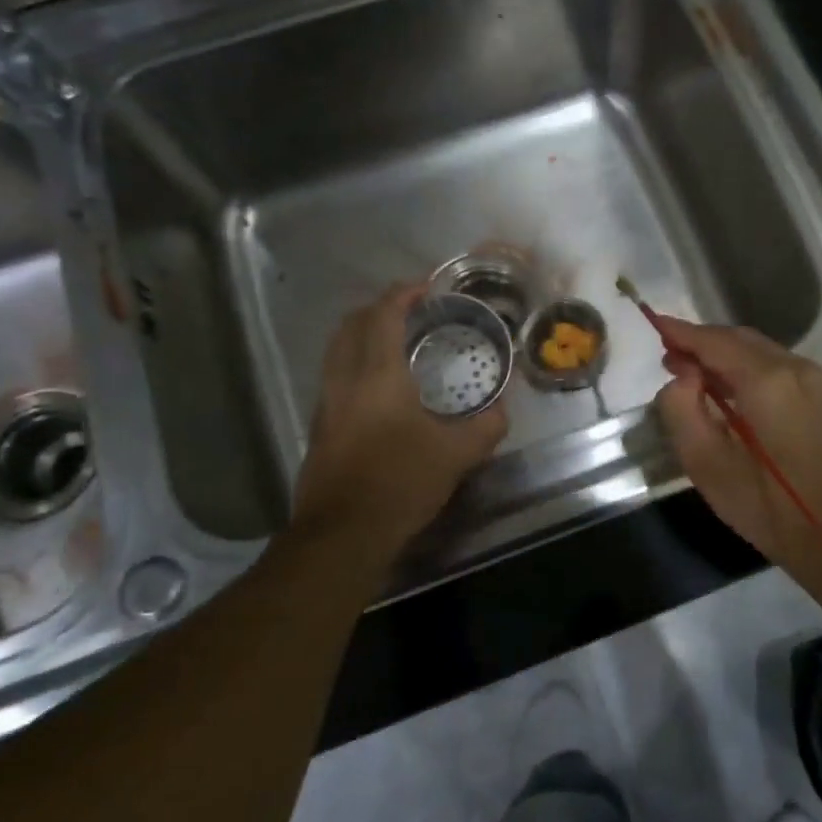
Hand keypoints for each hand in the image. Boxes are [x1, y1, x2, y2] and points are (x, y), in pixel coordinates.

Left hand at [290, 283, 507, 559]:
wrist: (343, 533)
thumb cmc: (400, 483)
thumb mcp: (457, 455)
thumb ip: (485, 427)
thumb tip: (502, 410)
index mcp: (377, 375)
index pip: (383, 315)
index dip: (404, 294)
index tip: (427, 289)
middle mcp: (345, 380)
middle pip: (351, 325)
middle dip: (379, 309)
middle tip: (411, 313)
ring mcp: (326, 404)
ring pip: (338, 351)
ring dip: (363, 336)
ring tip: (396, 346)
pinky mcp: (320, 429)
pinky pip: (335, 378)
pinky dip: (356, 366)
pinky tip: (381, 391)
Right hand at [652, 316, 821, 574]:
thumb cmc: (761, 503)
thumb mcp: (704, 461)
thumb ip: (681, 408)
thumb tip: (682, 375)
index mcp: (767, 381)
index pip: (715, 342)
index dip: (682, 333)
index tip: (653, 323)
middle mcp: (793, 367)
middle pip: (737, 338)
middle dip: (700, 343)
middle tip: (667, 359)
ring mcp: (810, 378)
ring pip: (755, 349)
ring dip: (721, 354)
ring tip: (688, 373)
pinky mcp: (816, 393)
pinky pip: (771, 364)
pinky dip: (742, 365)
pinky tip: (722, 386)